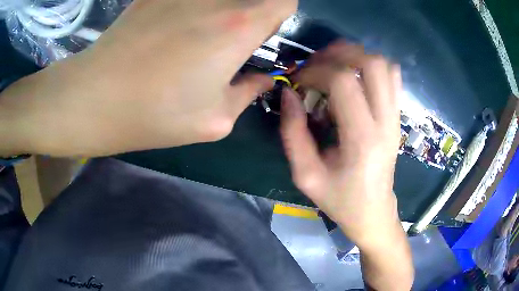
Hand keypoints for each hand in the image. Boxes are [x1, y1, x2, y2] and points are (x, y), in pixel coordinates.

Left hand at [0, 0, 296, 156]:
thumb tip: (261, 79)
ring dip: (221, 11)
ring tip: (197, 38)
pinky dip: (193, 9)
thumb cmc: (153, 115)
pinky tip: (171, 31)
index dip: (280, 13)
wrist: (93, 98)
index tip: (264, 32)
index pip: (283, 0)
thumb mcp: (214, 120)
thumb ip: (248, 93)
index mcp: (237, 28)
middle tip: (231, 40)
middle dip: (252, 13)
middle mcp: (214, 0)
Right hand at [281, 42, 412, 289]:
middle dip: (338, 53)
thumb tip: (288, 94)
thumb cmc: (340, 200)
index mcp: (362, 138)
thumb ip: (293, 133)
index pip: (343, 80)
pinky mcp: (397, 117)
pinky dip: (372, 67)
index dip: (315, 71)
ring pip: (384, 65)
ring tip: (333, 67)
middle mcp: (385, 121)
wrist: (374, 212)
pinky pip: (393, 77)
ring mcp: (395, 117)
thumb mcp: (306, 175)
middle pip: (370, 62)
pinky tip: (355, 79)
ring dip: (355, 57)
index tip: (297, 81)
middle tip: (316, 65)